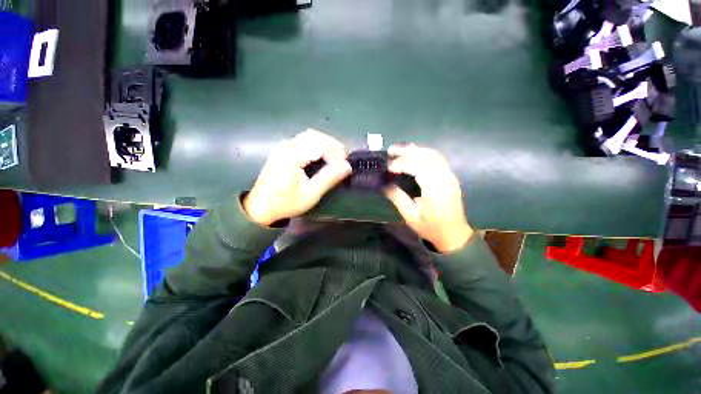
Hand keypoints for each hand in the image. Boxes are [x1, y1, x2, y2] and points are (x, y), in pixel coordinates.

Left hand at [243, 129, 351, 225]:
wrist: (260, 207)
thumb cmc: (286, 203)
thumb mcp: (310, 194)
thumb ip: (329, 178)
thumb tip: (347, 167)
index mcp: (292, 156)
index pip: (320, 146)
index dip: (336, 154)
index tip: (345, 166)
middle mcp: (286, 146)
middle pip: (314, 136)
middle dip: (332, 145)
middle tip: (343, 159)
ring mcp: (283, 146)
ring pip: (309, 135)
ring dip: (325, 143)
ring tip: (336, 156)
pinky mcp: (282, 150)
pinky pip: (303, 140)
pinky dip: (316, 144)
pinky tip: (322, 154)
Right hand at [385, 144, 473, 252]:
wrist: (454, 234)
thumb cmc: (431, 228)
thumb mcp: (411, 217)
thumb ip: (398, 198)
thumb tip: (385, 184)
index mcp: (435, 191)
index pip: (419, 168)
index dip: (403, 164)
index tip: (388, 167)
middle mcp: (445, 179)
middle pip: (426, 157)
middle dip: (407, 152)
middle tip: (391, 151)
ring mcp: (450, 176)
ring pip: (433, 155)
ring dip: (416, 150)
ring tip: (400, 150)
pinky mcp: (450, 176)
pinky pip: (438, 159)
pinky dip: (424, 153)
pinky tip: (414, 154)